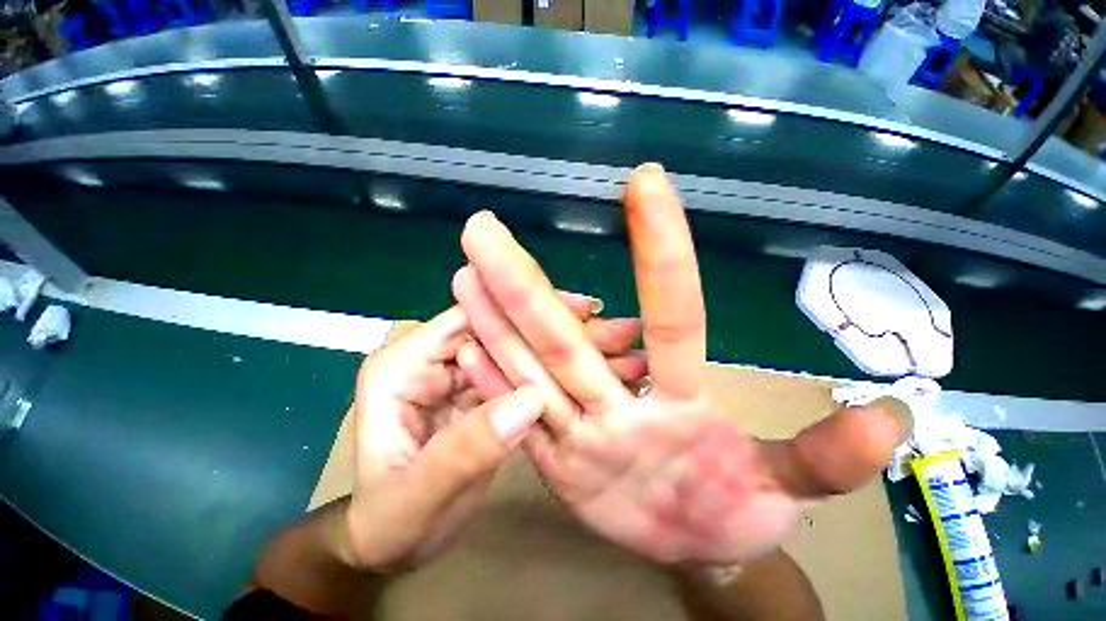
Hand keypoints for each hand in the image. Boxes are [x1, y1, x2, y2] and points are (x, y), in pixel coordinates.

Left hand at [346, 301, 647, 570]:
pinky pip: (519, 377)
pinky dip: (552, 376)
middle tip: (610, 331)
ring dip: (558, 351)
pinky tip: (588, 377)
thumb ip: (468, 448)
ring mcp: (458, 378)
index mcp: (403, 367)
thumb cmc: (390, 524)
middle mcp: (432, 361)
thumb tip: (531, 399)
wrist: (389, 547)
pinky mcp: (479, 396)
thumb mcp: (420, 496)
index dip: (521, 309)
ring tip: (612, 350)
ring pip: (514, 351)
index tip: (578, 311)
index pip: (468, 319)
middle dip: (551, 329)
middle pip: (499, 330)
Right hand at [452, 164, 905, 564]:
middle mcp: (618, 395)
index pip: (672, 307)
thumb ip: (826, 459)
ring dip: (498, 320)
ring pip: (533, 362)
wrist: (692, 543)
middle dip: (523, 281)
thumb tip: (895, 419)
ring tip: (464, 275)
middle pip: (565, 332)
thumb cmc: (738, 511)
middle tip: (483, 231)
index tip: (645, 179)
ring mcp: (581, 423)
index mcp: (679, 395)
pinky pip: (516, 409)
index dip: (660, 247)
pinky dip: (490, 378)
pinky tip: (463, 343)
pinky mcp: (554, 454)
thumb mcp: (786, 491)